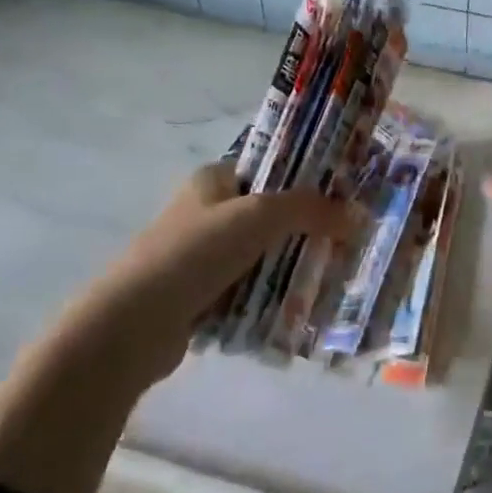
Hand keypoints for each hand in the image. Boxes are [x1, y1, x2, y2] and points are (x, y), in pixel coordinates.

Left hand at [68, 163, 359, 389]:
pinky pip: (250, 288)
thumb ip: (310, 209)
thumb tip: (358, 215)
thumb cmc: (195, 253)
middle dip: (307, 227)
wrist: (133, 324)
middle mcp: (206, 212)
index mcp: (213, 180)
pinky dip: (273, 295)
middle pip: (270, 213)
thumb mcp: (260, 216)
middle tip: (348, 239)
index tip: (345, 194)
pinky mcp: (201, 295)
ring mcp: (202, 256)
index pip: (269, 168)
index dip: (306, 178)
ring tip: (333, 273)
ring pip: (263, 254)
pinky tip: (302, 305)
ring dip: (292, 264)